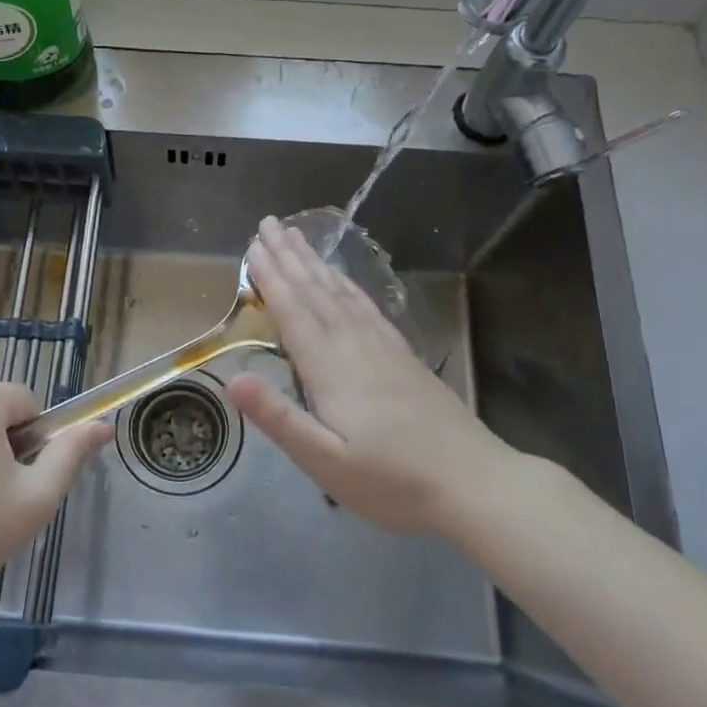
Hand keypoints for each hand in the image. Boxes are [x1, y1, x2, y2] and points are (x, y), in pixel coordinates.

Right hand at [226, 217, 516, 537]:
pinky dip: (348, 285)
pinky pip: (366, 306)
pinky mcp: (402, 355)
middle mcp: (354, 344)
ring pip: (341, 292)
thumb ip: (279, 419)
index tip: (253, 246)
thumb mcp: (327, 461)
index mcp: (331, 367)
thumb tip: (232, 380)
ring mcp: (382, 346)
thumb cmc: (393, 480)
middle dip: (289, 257)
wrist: (474, 482)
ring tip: (297, 237)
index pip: (293, 311)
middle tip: (269, 224)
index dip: (271, 278)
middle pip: (316, 291)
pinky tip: (343, 279)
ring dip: (315, 263)